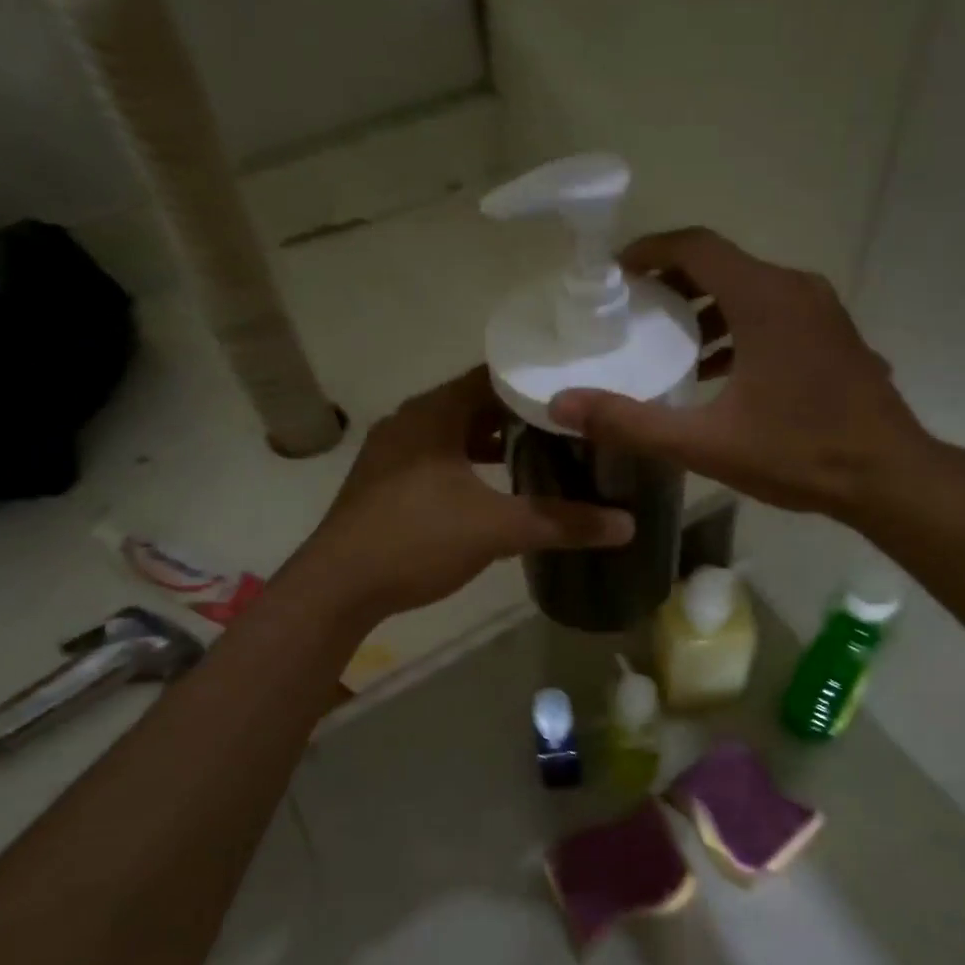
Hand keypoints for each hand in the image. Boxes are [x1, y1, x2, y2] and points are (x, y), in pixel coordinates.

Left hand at [299, 368, 633, 620]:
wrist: (337, 588)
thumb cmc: (416, 539)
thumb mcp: (496, 528)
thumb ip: (563, 522)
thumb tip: (627, 524)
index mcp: (434, 413)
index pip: (493, 376)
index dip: (535, 383)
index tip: (577, 392)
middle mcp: (410, 422)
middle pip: (475, 404)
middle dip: (521, 415)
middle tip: (570, 425)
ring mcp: (393, 453)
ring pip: (455, 434)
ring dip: (494, 442)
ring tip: (542, 452)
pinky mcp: (386, 482)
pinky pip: (438, 458)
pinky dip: (470, 465)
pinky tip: (496, 488)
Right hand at [548, 229, 924, 519]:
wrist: (889, 477)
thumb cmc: (798, 453)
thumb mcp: (705, 443)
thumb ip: (631, 422)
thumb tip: (562, 406)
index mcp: (764, 298)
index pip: (696, 246)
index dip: (650, 250)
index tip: (616, 273)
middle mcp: (796, 289)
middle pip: (723, 264)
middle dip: (674, 283)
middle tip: (635, 311)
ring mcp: (823, 311)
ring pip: (752, 289)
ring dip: (708, 309)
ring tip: (672, 344)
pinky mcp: (836, 335)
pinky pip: (777, 313)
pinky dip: (741, 327)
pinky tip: (722, 372)